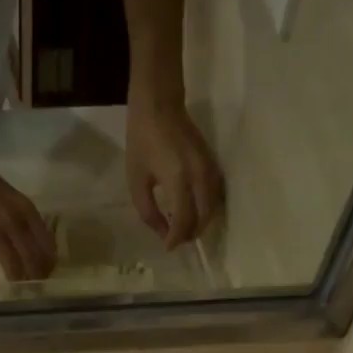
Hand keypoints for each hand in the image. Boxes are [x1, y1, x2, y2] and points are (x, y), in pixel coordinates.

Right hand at [0, 146, 56, 283]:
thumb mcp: (12, 197)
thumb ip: (22, 219)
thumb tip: (31, 245)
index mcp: (26, 211)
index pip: (47, 244)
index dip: (49, 263)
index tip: (49, 273)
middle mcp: (14, 223)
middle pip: (33, 260)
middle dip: (35, 277)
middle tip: (35, 288)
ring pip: (13, 267)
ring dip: (17, 282)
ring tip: (18, 291)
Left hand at [125, 96, 224, 249]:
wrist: (159, 105)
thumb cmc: (142, 141)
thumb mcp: (136, 180)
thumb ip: (148, 211)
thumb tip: (162, 232)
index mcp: (178, 180)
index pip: (185, 221)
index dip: (176, 238)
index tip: (167, 247)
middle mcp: (200, 177)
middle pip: (203, 218)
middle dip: (190, 233)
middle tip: (175, 240)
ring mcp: (210, 169)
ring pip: (213, 208)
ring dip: (200, 223)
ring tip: (182, 228)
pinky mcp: (213, 163)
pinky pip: (216, 195)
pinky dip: (206, 209)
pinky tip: (192, 211)